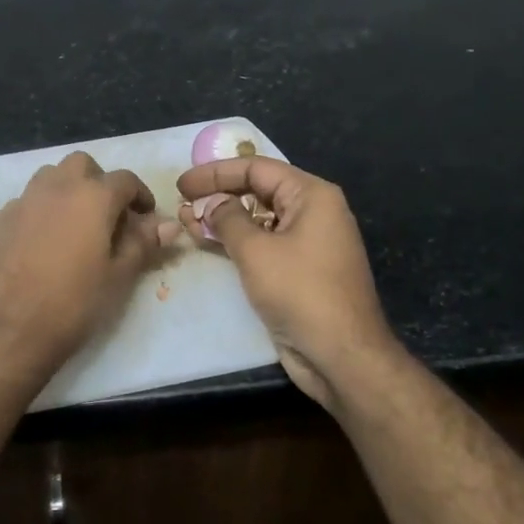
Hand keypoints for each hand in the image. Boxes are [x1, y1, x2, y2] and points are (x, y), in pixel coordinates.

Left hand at [0, 152, 173, 385]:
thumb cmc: (73, 303)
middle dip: (100, 182)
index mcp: (92, 197)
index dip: (140, 195)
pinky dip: (43, 209)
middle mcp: (56, 187)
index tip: (145, 218)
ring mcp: (24, 201)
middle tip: (108, 215)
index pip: (125, 179)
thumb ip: (143, 243)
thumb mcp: (118, 276)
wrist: (7, 329)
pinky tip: (44, 242)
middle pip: (83, 165)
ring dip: (69, 189)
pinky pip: (28, 201)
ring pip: (51, 177)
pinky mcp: (1, 220)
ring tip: (76, 225)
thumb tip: (168, 225)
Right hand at [177, 157, 399, 408]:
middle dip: (218, 195)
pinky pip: (263, 244)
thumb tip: (212, 204)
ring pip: (258, 219)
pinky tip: (207, 242)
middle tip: (182, 203)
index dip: (216, 173)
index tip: (182, 184)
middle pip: (258, 191)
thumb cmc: (300, 292)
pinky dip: (236, 241)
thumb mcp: (256, 250)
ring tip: (186, 222)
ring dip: (222, 220)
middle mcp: (313, 212)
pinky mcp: (299, 270)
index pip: (257, 168)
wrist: (341, 355)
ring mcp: (307, 242)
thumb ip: (227, 219)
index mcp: (312, 195)